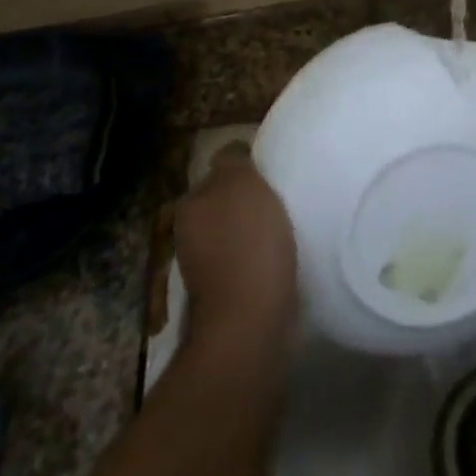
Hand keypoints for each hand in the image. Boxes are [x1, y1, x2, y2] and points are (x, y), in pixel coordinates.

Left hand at [175, 143, 296, 352]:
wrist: (250, 323)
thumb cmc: (247, 243)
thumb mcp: (240, 182)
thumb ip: (233, 161)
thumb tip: (233, 153)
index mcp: (190, 206)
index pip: (218, 172)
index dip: (245, 170)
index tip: (271, 174)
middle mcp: (188, 236)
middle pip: (225, 205)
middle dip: (248, 203)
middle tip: (282, 199)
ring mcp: (204, 271)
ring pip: (235, 236)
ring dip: (255, 233)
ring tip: (287, 230)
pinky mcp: (226, 299)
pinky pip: (247, 264)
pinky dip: (262, 260)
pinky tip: (283, 259)